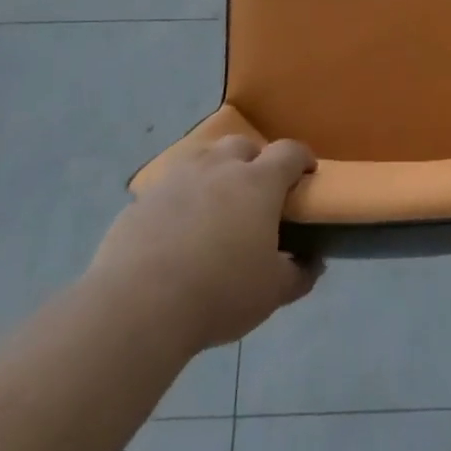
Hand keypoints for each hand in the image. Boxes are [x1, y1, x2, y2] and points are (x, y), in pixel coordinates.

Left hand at [92, 137, 320, 352]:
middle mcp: (219, 168)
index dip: (302, 159)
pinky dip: (181, 198)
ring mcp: (177, 178)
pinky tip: (178, 229)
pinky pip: (170, 187)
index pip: (289, 152)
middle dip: (255, 161)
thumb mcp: (273, 292)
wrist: (138, 305)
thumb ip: (299, 273)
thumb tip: (313, 262)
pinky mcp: (142, 198)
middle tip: (257, 193)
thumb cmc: (220, 292)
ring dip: (216, 172)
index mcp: (258, 182)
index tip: (306, 175)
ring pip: (203, 158)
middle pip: (243, 145)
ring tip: (216, 205)